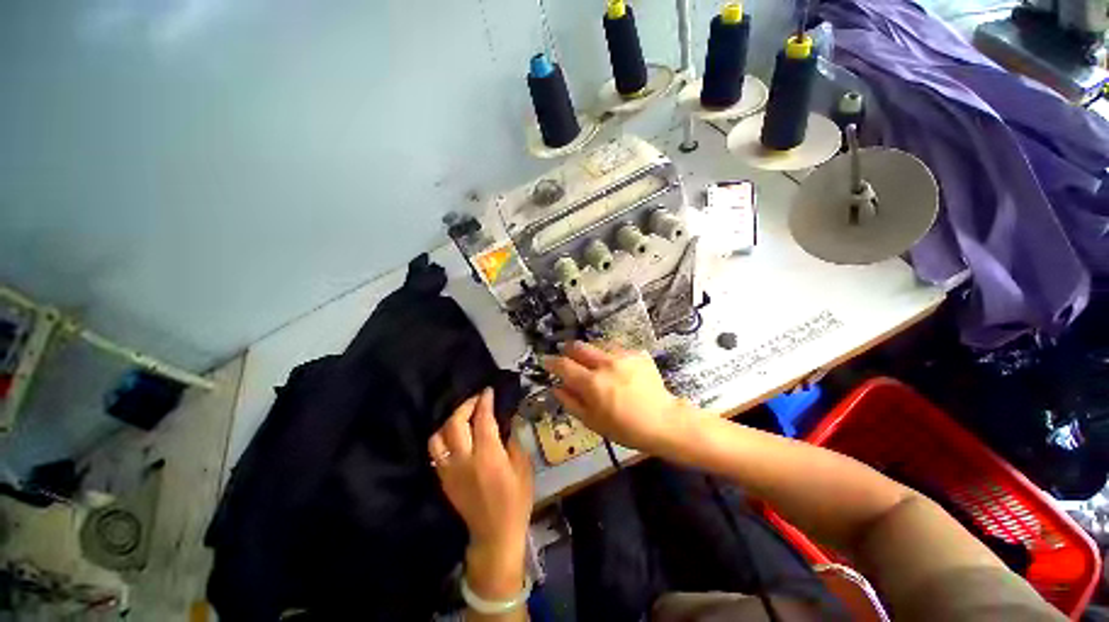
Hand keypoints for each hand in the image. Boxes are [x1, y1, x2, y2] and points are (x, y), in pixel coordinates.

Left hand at [428, 388, 532, 598]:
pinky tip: (454, 435)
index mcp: (488, 456)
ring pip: (438, 436)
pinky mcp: (443, 479)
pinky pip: (435, 452)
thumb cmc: (516, 499)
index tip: (488, 391)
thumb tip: (507, 421)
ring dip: (450, 420)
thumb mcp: (523, 468)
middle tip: (477, 399)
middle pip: (455, 423)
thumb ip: (513, 441)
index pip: (482, 420)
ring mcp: (450, 470)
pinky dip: (443, 437)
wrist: (495, 534)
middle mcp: (464, 460)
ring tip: (463, 416)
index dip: (485, 401)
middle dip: (465, 406)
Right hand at [543, 341, 692, 452]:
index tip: (545, 360)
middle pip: (578, 347)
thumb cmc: (625, 428)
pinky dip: (609, 355)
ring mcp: (623, 356)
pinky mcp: (637, 353)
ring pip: (597, 345)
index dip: (551, 361)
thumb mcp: (592, 422)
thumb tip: (556, 387)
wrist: (663, 421)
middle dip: (568, 349)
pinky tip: (614, 367)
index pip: (564, 365)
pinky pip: (616, 349)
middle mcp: (605, 364)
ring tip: (593, 363)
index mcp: (592, 383)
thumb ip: (571, 402)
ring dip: (590, 352)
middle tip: (566, 356)